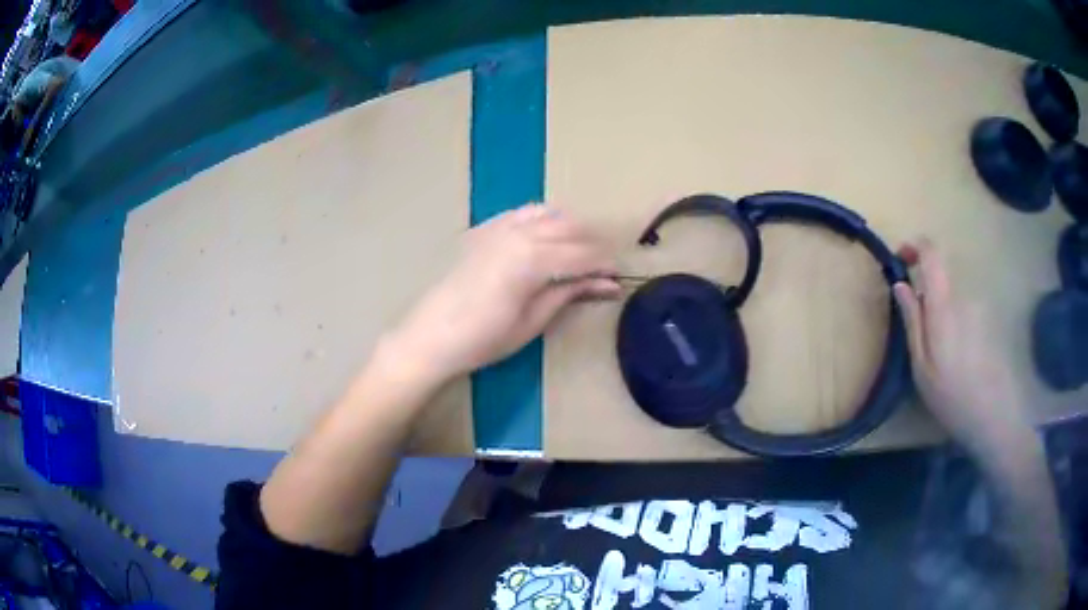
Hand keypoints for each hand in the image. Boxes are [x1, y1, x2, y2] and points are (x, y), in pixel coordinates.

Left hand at [386, 203, 620, 380]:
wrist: (431, 335)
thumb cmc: (483, 339)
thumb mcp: (533, 321)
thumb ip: (569, 293)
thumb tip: (607, 284)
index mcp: (533, 259)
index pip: (583, 254)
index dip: (605, 265)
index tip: (618, 278)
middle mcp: (518, 233)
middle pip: (570, 227)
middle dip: (592, 244)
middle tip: (601, 269)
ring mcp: (498, 227)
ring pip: (548, 213)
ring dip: (569, 228)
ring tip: (576, 252)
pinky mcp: (483, 229)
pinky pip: (521, 213)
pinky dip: (542, 220)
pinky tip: (544, 238)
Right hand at [892, 239, 1034, 453]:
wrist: (991, 415)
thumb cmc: (950, 395)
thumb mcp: (921, 365)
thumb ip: (912, 320)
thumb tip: (900, 284)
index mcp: (943, 304)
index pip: (931, 252)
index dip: (914, 246)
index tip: (900, 259)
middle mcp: (962, 297)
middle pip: (940, 274)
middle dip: (923, 290)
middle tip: (915, 326)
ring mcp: (977, 308)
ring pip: (951, 295)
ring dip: (938, 310)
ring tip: (935, 351)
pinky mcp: (985, 321)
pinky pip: (962, 309)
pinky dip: (952, 321)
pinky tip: (953, 356)